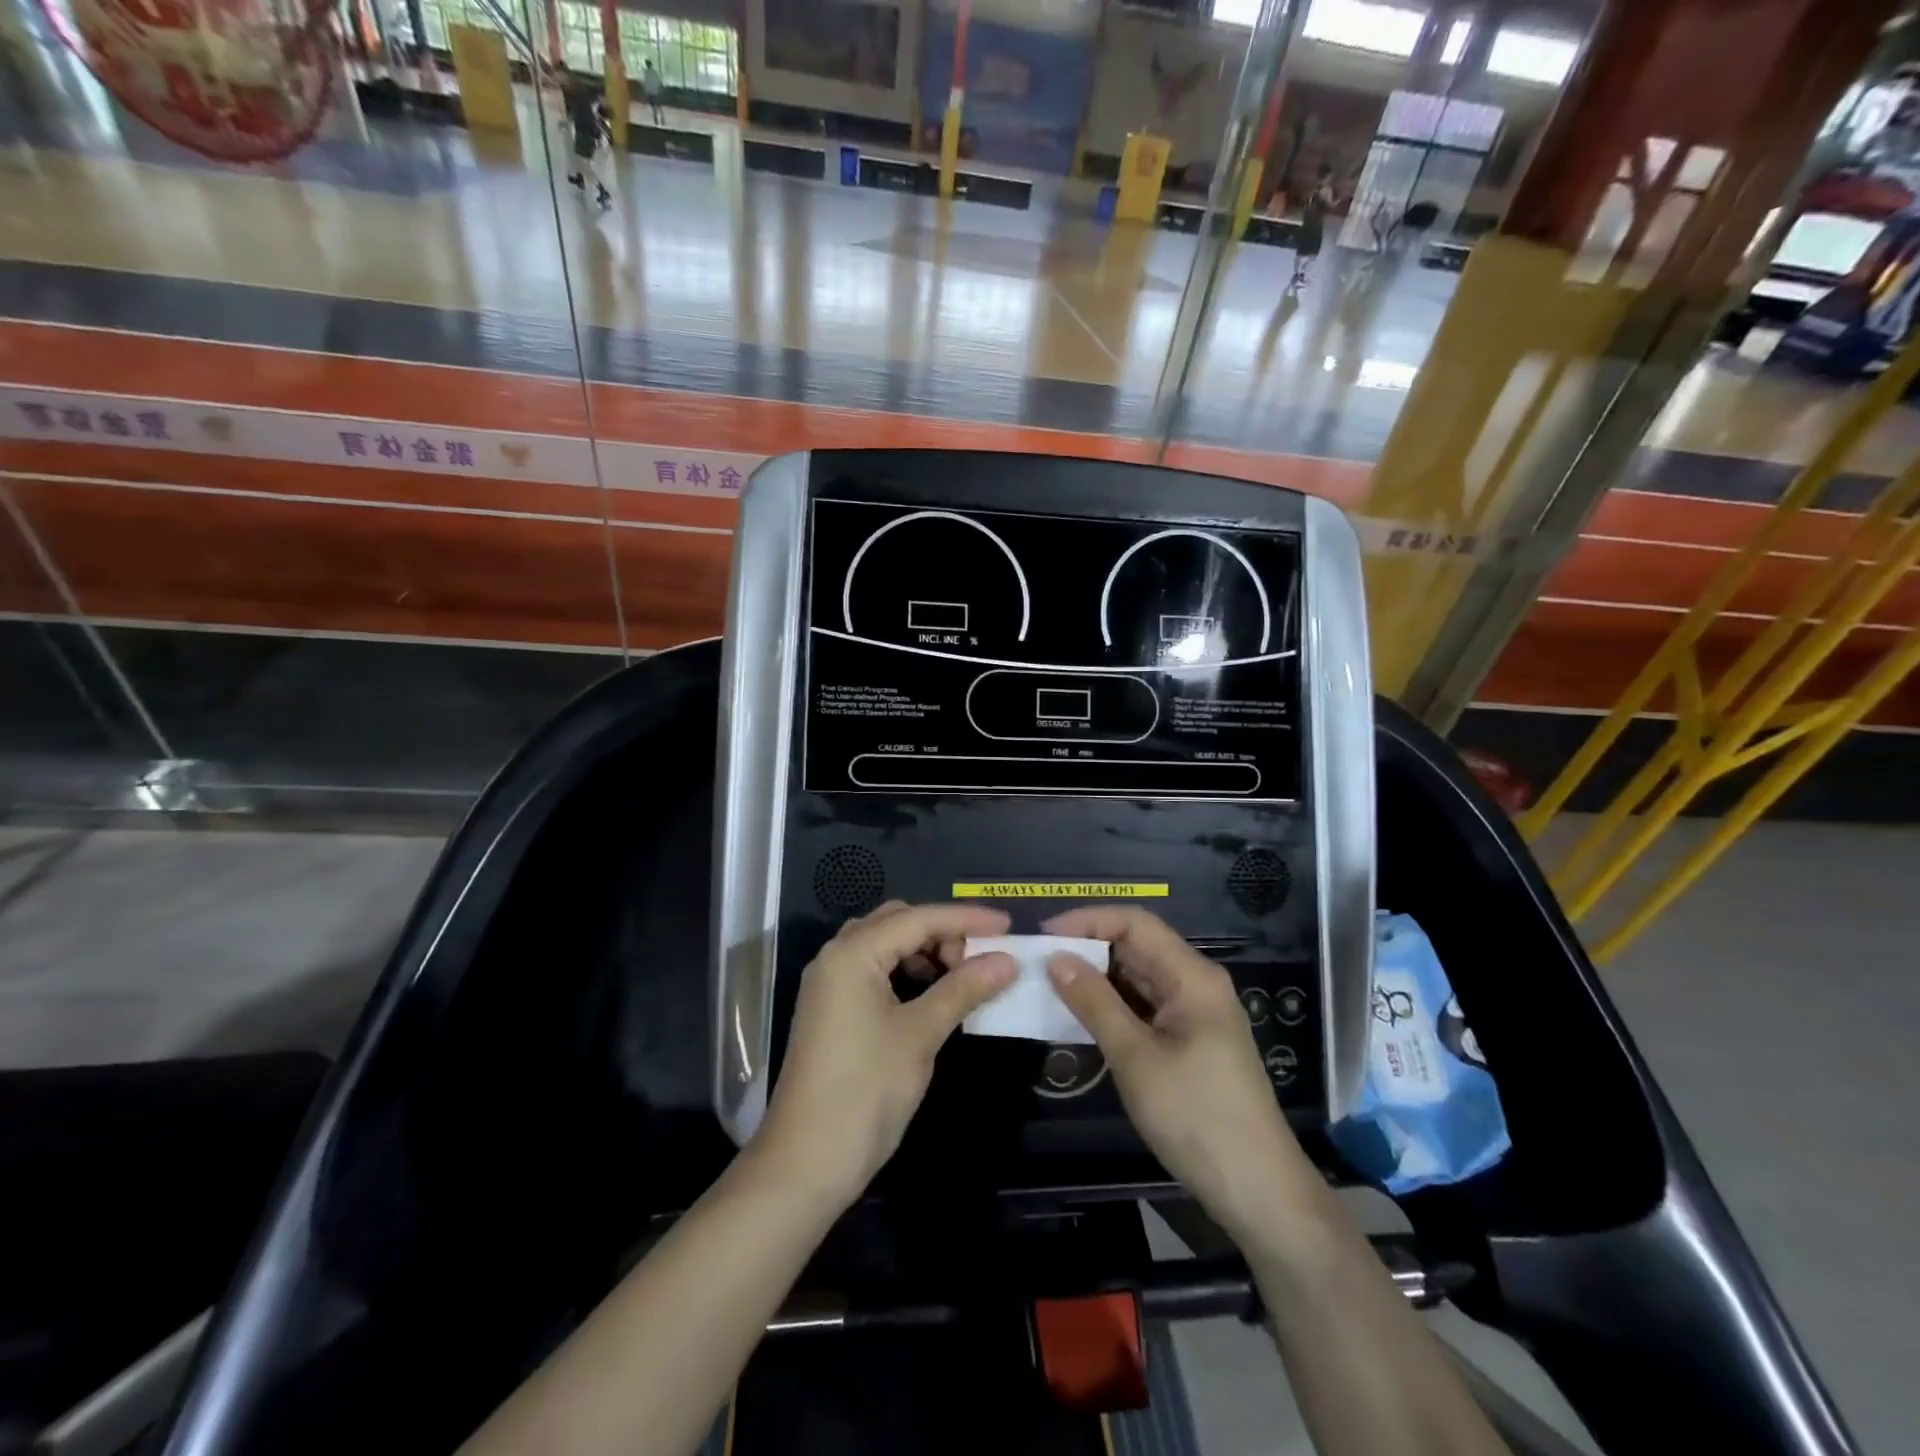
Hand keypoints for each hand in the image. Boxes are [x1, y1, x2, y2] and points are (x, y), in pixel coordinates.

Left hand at [755, 902, 1015, 1203]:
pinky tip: (931, 995)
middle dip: (942, 932)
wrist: (806, 1163)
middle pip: (898, 923)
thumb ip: (964, 989)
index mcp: (853, 953)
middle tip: (980, 958)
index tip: (1009, 925)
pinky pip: (874, 971)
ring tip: (959, 977)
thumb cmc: (866, 1091)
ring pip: (885, 946)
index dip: (966, 919)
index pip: (919, 918)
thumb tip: (1008, 960)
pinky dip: (906, 973)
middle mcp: (836, 956)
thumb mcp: (920, 1034)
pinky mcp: (831, 1009)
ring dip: (924, 952)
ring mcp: (830, 983)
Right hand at [1044, 906, 1307, 1236]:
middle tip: (1037, 961)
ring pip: (1137, 978)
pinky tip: (1078, 1016)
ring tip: (1048, 985)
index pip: (1135, 923)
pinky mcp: (1188, 1041)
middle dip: (1087, 948)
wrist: (1257, 1191)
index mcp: (1192, 976)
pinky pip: (1143, 1007)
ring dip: (1096, 979)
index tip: (1044, 934)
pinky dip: (1111, 1006)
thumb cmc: (1196, 1116)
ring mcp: (1193, 1014)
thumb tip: (1056, 958)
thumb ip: (1094, 1003)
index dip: (1088, 920)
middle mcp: (1195, 984)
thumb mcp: (1136, 1058)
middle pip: (1136, 947)